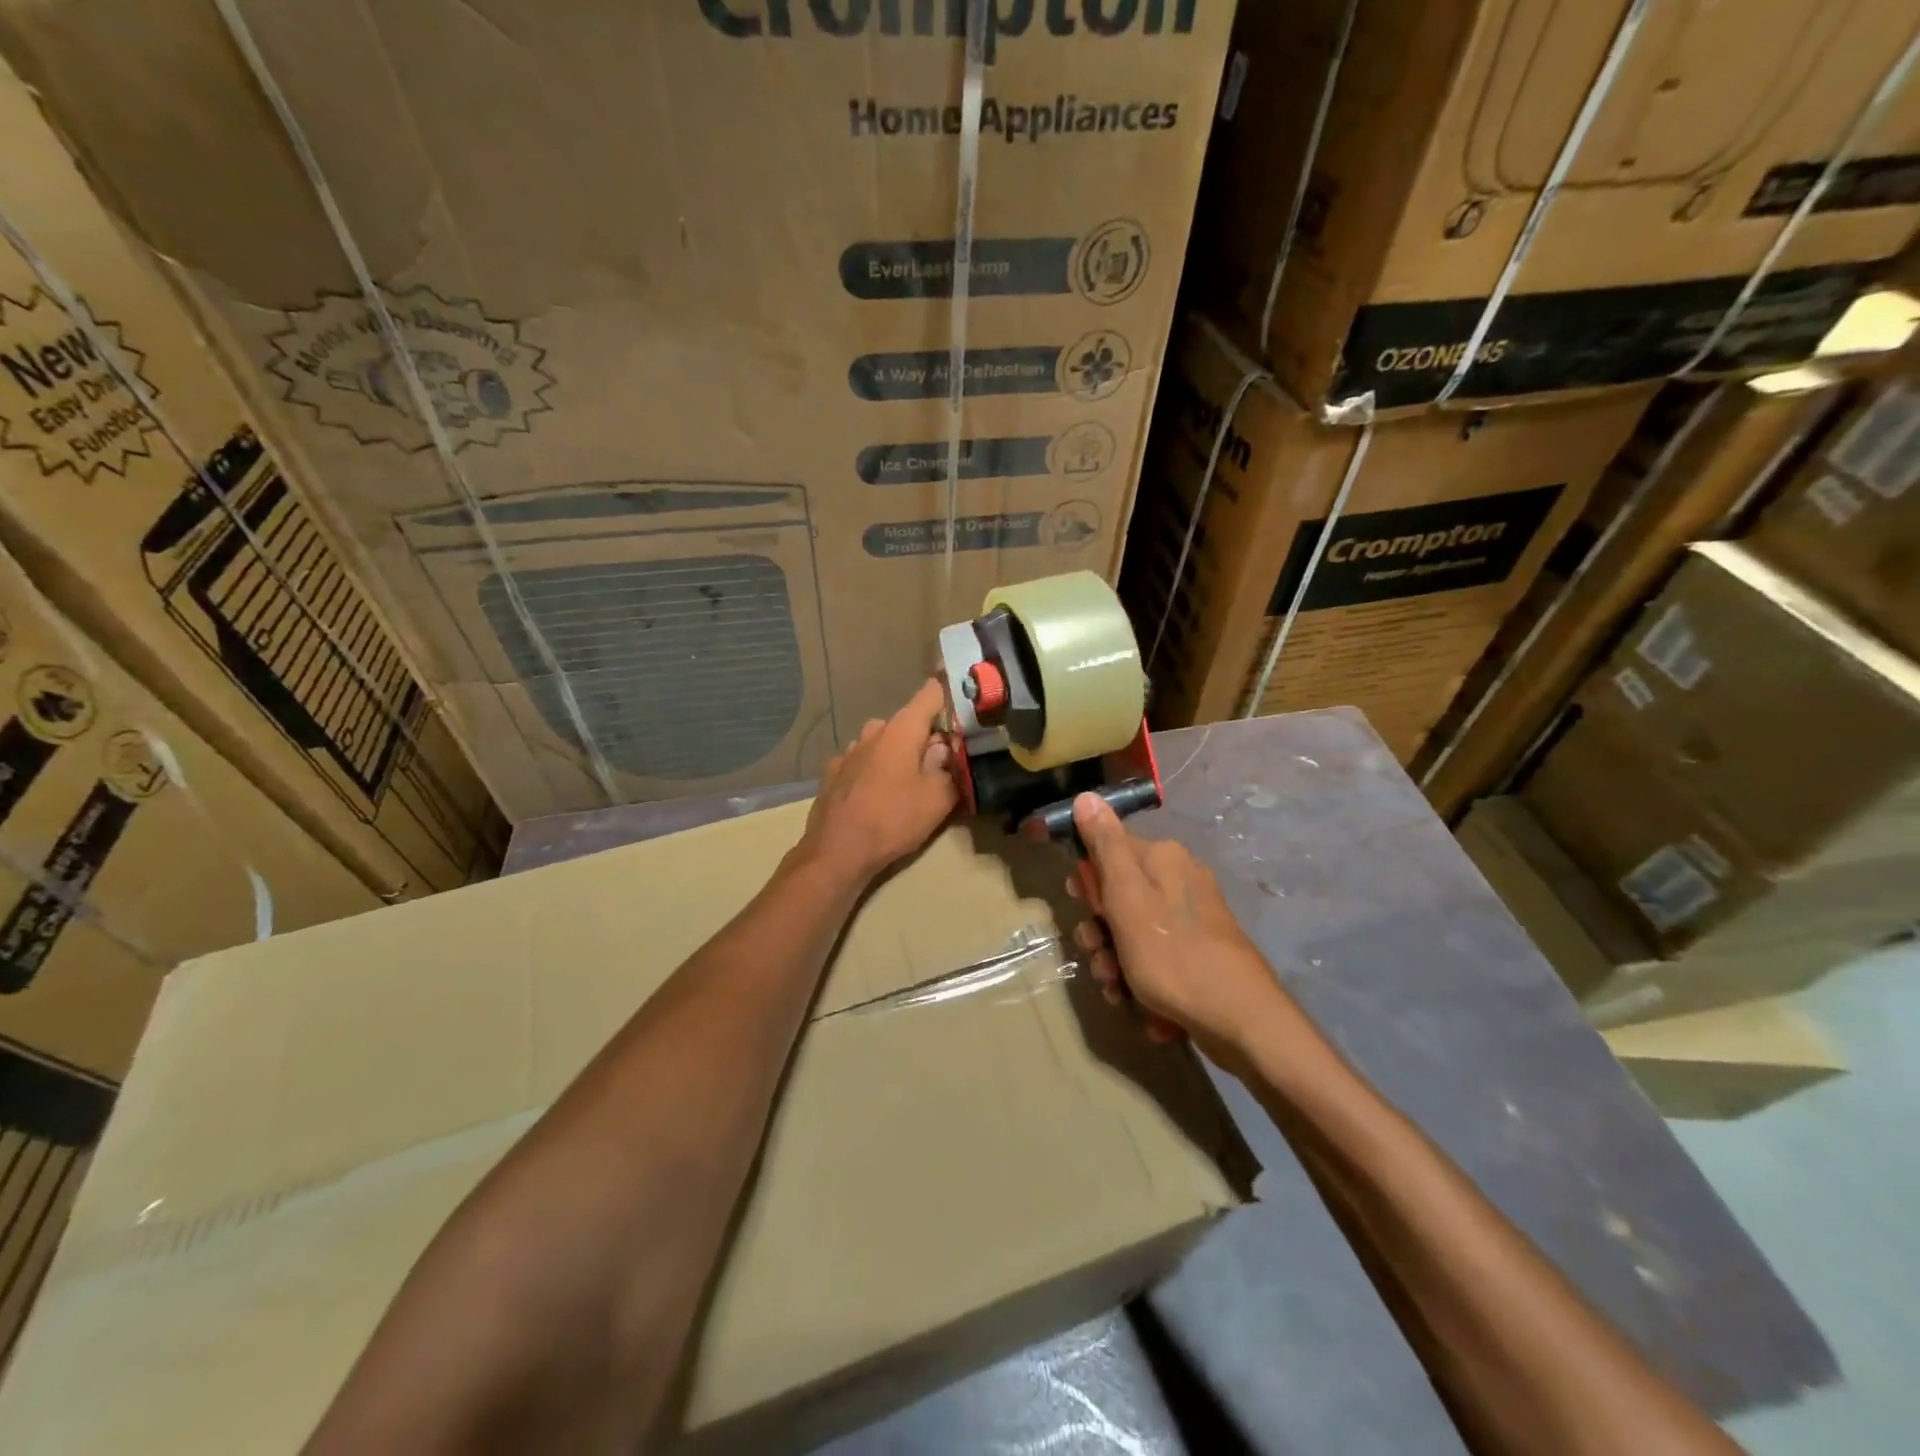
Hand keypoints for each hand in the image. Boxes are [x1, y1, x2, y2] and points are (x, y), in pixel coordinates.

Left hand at [802, 679, 957, 882]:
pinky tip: (878, 794)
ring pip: (883, 742)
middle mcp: (874, 731)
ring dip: (898, 754)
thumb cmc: (893, 820)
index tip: (964, 709)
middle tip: (942, 764)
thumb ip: (950, 766)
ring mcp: (849, 750)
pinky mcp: (833, 772)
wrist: (837, 852)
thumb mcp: (938, 798)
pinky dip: (875, 770)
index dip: (950, 696)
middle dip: (926, 737)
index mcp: (902, 729)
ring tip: (909, 783)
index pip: (931, 693)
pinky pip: (863, 761)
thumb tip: (947, 747)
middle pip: (909, 722)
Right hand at [1068, 792, 1292, 1055]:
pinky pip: (1153, 956)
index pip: (1107, 851)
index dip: (1087, 882)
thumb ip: (1105, 847)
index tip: (1082, 908)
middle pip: (1117, 896)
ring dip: (1113, 960)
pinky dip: (1138, 977)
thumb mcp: (1127, 898)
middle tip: (1099, 956)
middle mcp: (1179, 880)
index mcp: (1163, 858)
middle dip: (1099, 931)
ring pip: (1131, 931)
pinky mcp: (1198, 952)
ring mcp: (1191, 918)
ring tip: (1116, 989)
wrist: (1240, 1020)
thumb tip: (1087, 796)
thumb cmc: (1174, 955)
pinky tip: (1136, 1002)